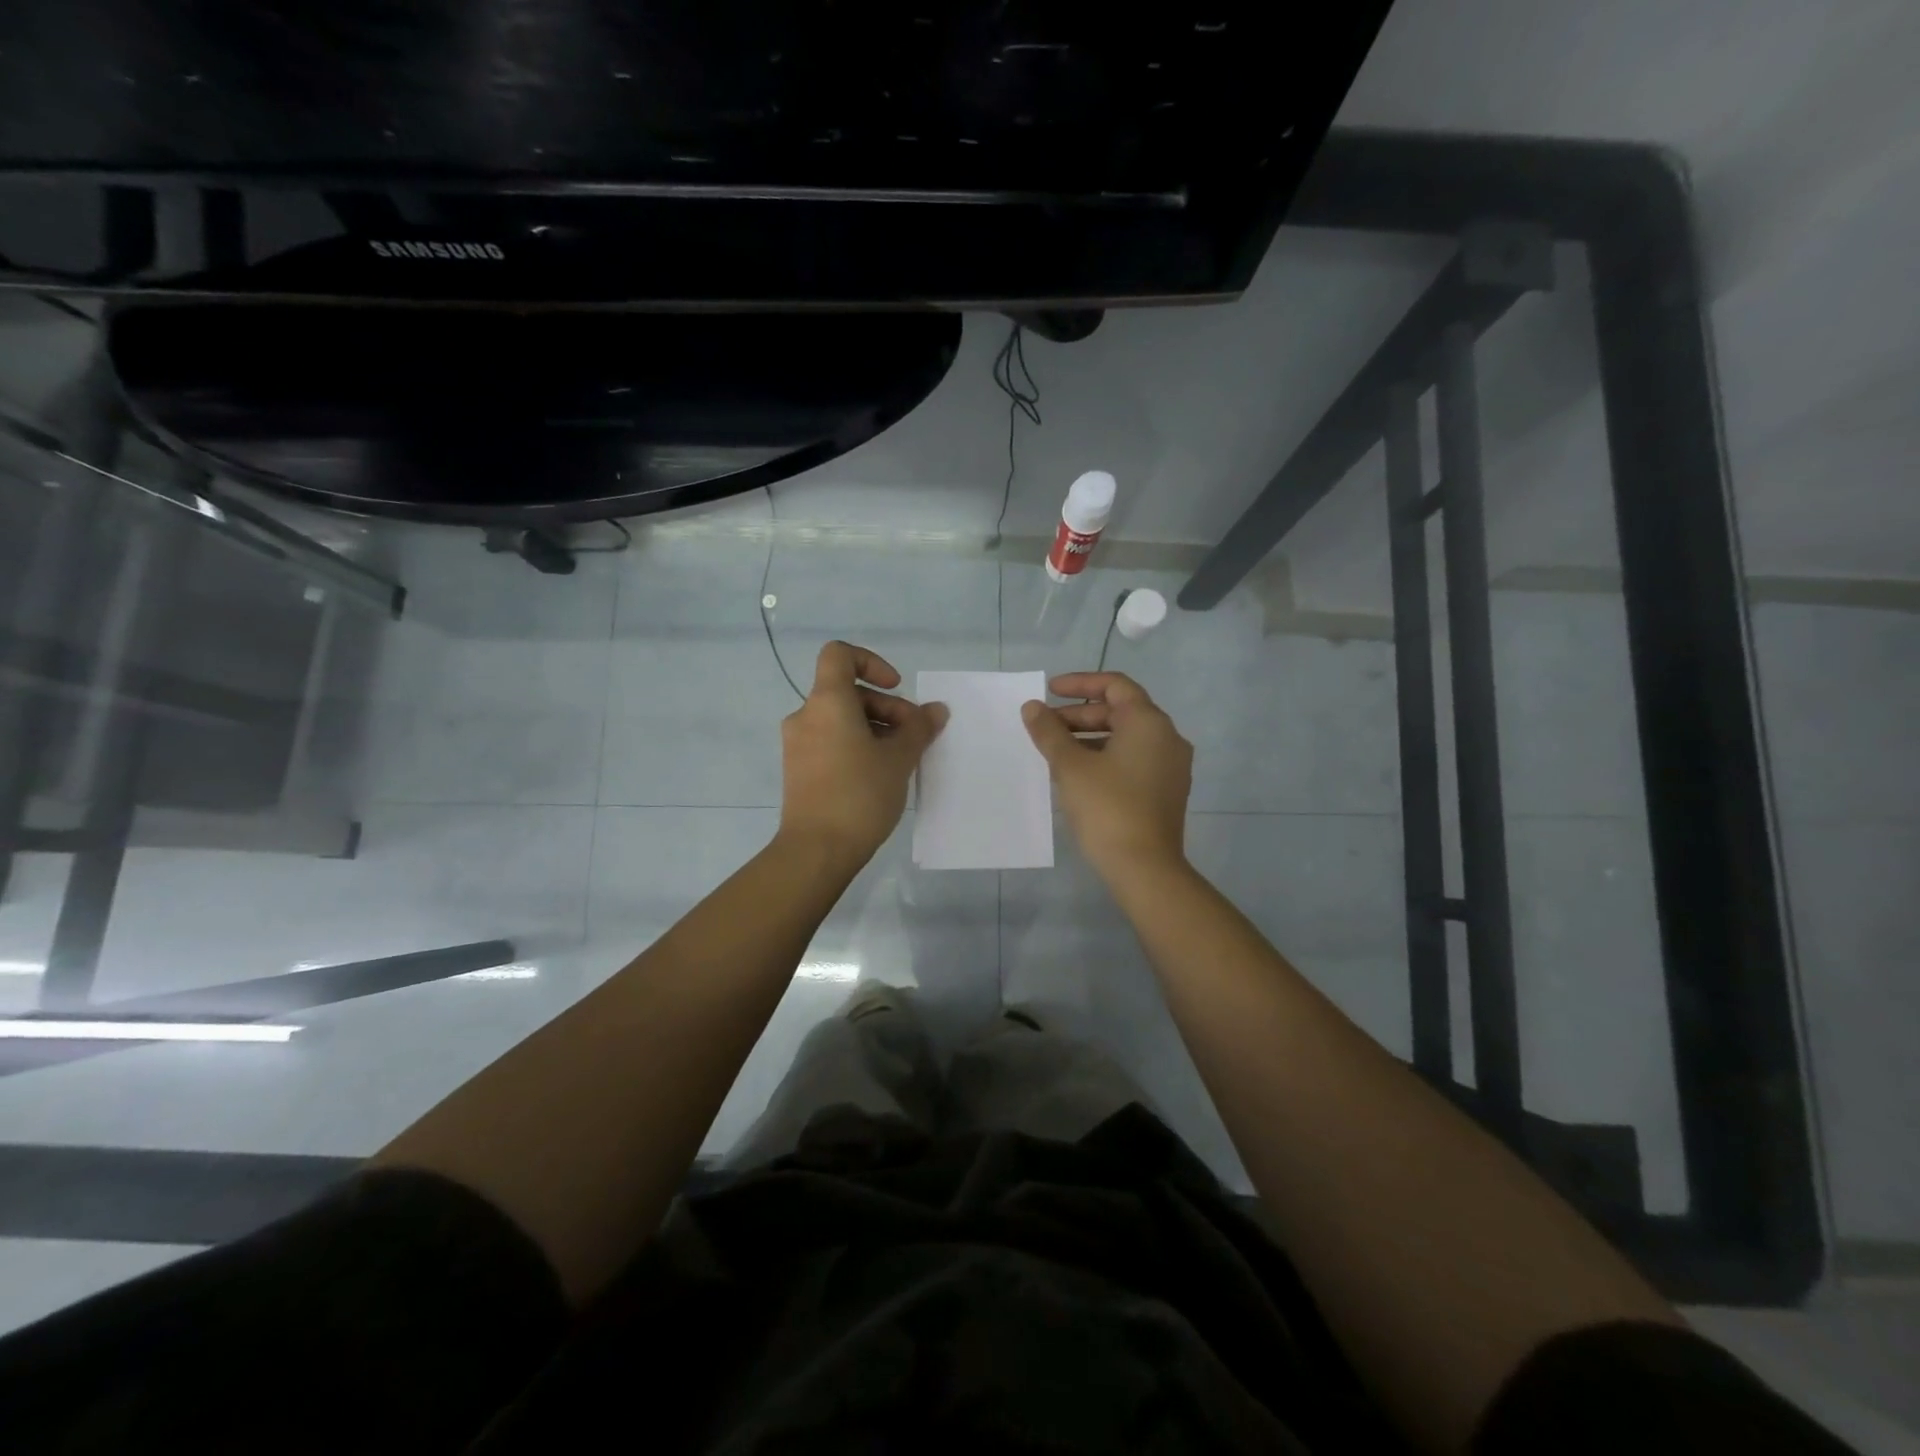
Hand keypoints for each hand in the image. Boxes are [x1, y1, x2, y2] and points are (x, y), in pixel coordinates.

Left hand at [778, 641, 947, 867]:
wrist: (816, 850)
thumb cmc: (859, 794)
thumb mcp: (899, 759)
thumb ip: (919, 728)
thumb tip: (936, 710)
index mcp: (827, 702)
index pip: (840, 655)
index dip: (871, 662)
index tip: (896, 688)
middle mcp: (806, 716)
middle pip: (848, 692)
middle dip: (886, 707)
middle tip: (914, 737)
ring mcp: (798, 745)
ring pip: (841, 720)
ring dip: (874, 729)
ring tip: (901, 760)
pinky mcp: (799, 770)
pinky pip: (831, 742)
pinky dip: (856, 747)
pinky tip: (880, 776)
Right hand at [1021, 672, 1191, 877]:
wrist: (1145, 868)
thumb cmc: (1107, 808)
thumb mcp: (1070, 767)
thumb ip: (1049, 732)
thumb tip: (1032, 707)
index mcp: (1149, 722)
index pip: (1115, 685)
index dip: (1080, 683)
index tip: (1050, 690)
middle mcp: (1167, 737)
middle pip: (1120, 711)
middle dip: (1079, 715)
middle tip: (1045, 727)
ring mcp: (1171, 766)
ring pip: (1126, 738)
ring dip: (1089, 737)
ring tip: (1055, 751)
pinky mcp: (1166, 791)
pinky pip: (1133, 760)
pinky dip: (1105, 757)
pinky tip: (1078, 775)